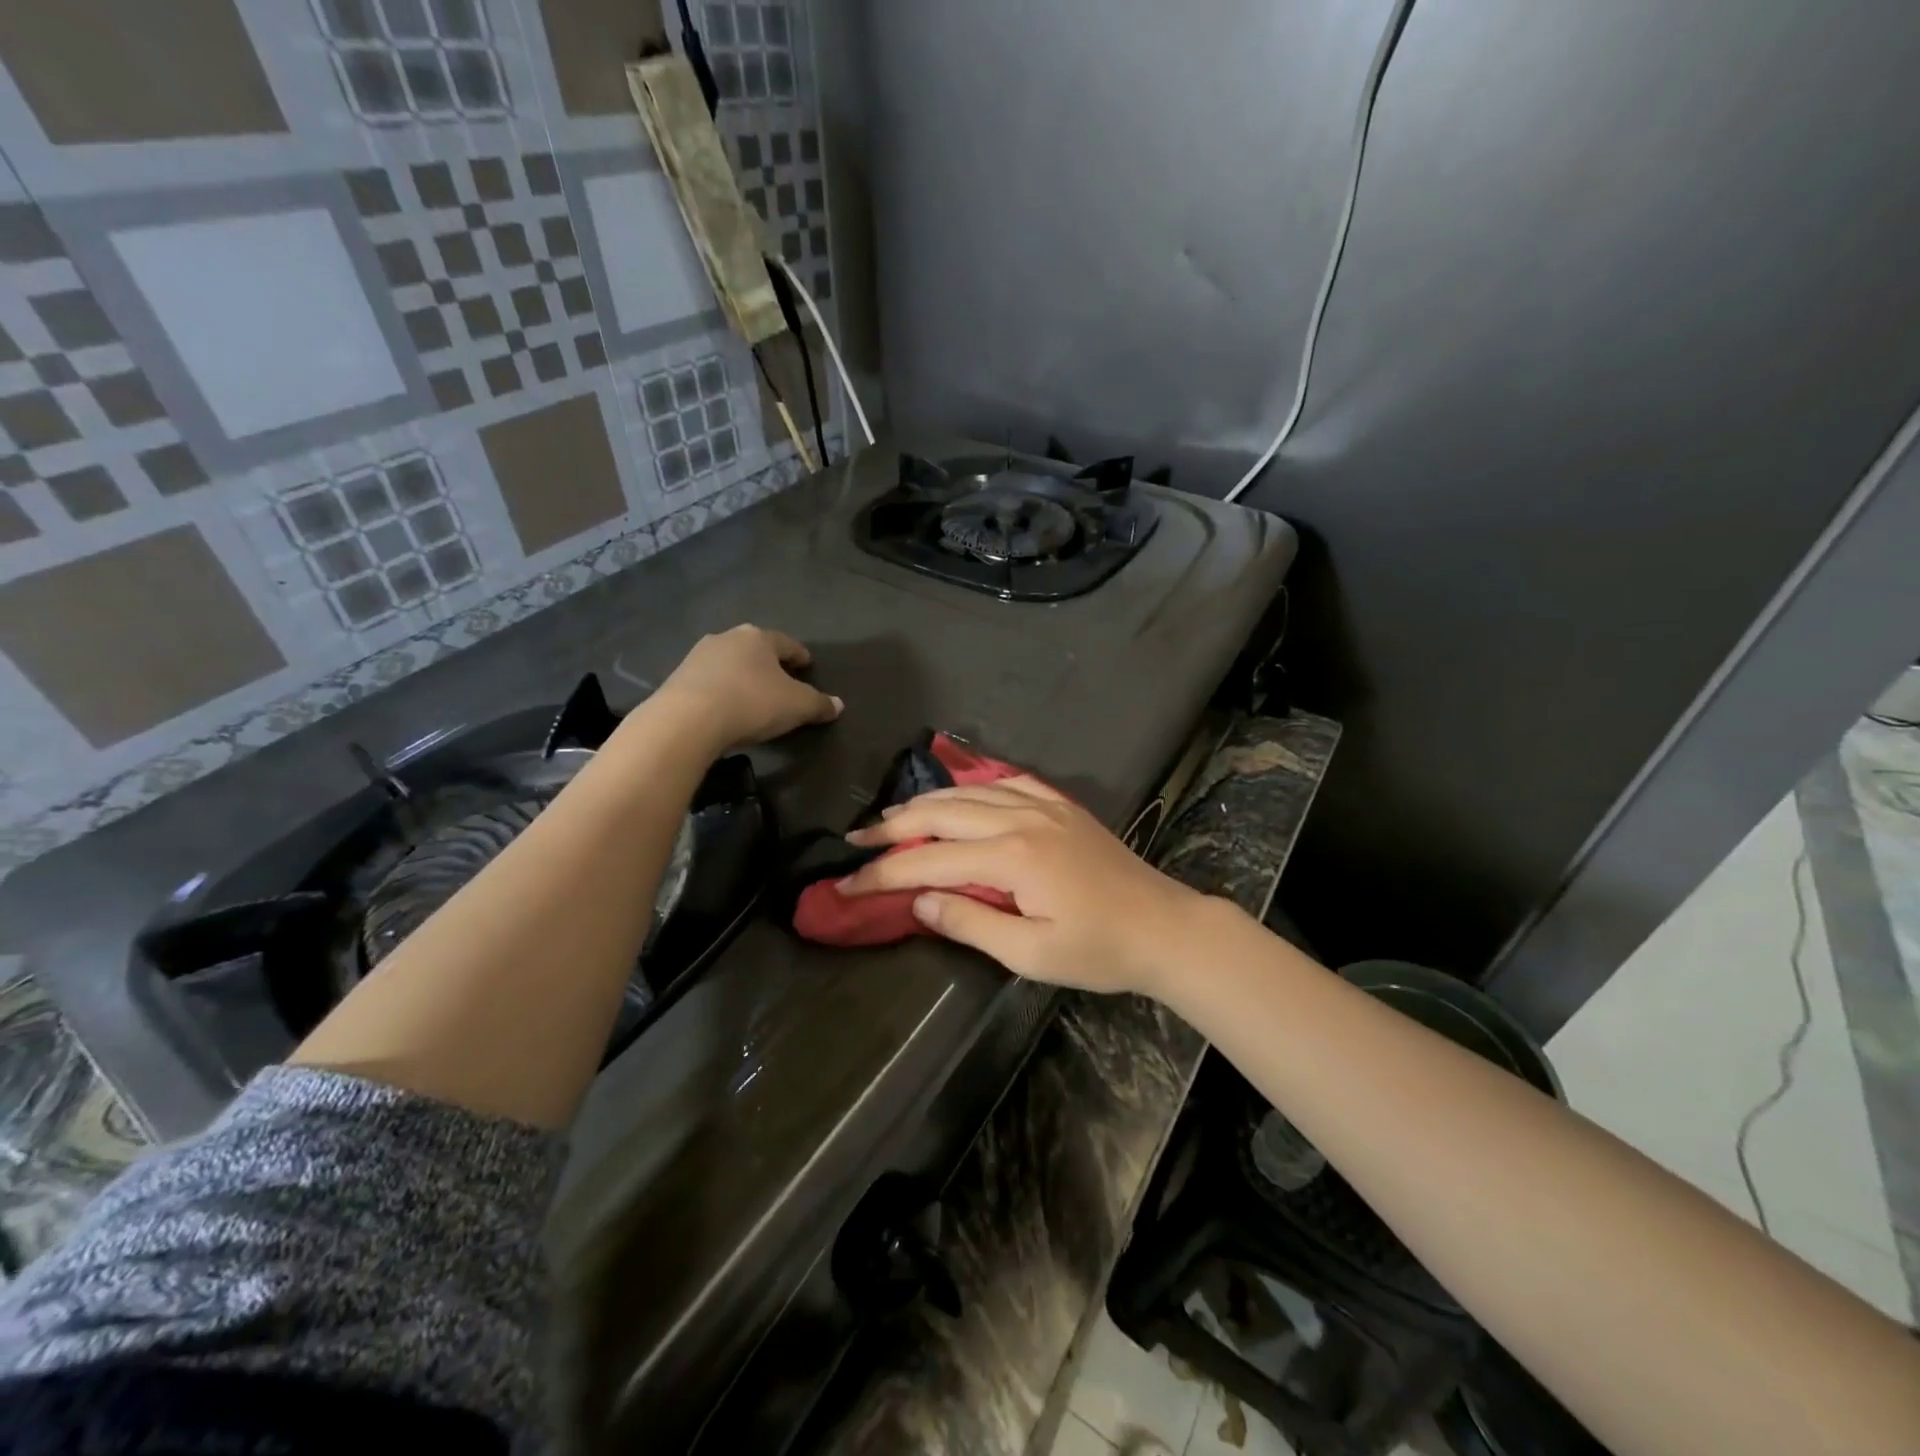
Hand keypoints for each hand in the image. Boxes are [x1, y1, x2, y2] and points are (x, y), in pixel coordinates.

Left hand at [641, 625, 842, 756]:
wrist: (687, 720)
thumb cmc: (751, 703)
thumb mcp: (797, 707)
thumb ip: (819, 704)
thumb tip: (838, 704)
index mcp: (759, 638)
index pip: (787, 644)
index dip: (800, 655)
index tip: (807, 665)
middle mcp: (727, 638)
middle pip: (755, 649)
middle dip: (768, 663)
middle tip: (780, 679)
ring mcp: (698, 656)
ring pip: (730, 663)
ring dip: (742, 675)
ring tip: (751, 694)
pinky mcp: (678, 677)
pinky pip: (709, 681)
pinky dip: (721, 689)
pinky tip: (725, 706)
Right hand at [838, 777, 1210, 995]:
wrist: (1164, 927)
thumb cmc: (1098, 951)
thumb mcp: (1030, 953)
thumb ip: (970, 923)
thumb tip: (919, 902)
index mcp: (1012, 856)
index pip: (929, 861)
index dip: (883, 873)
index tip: (845, 882)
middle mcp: (1022, 818)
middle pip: (943, 812)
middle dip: (894, 827)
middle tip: (856, 840)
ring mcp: (1044, 806)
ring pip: (971, 791)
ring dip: (928, 802)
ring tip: (893, 816)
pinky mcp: (1061, 806)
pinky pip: (1007, 783)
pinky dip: (974, 785)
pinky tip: (962, 793)